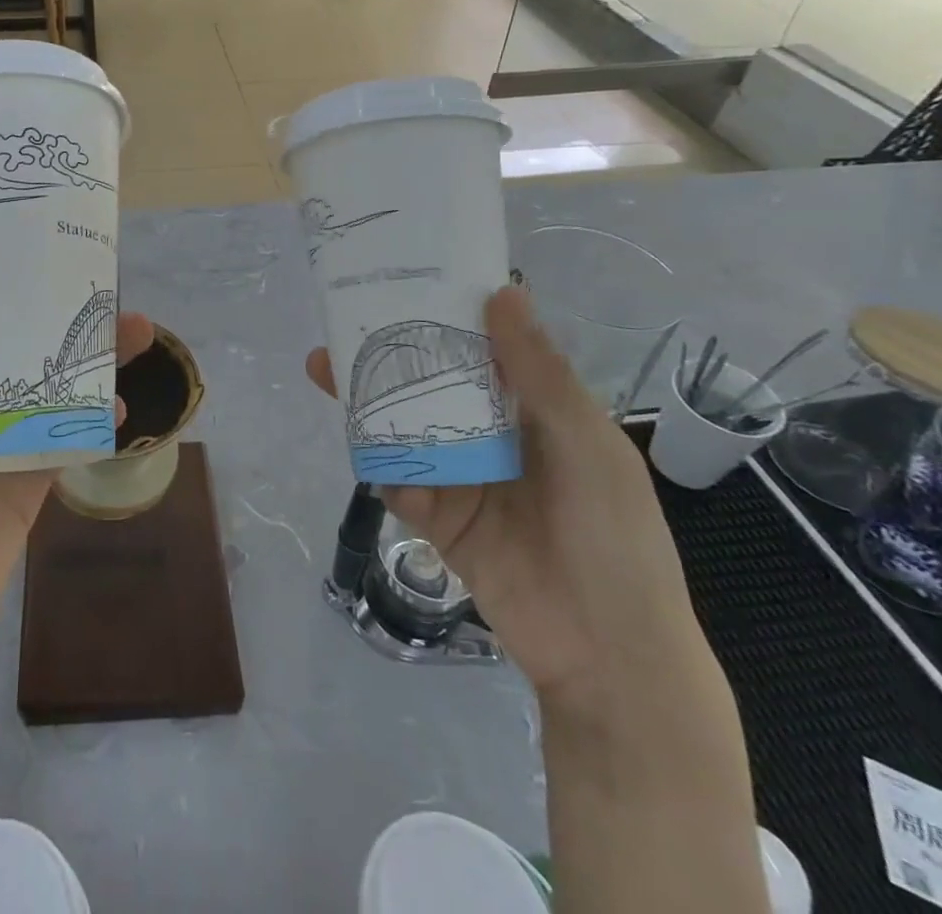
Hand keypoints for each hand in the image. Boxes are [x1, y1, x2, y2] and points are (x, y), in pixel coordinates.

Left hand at [0, 243, 154, 706]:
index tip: (21, 228)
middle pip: (6, 337)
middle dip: (46, 305)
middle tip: (93, 270)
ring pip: (45, 380)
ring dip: (86, 354)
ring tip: (133, 326)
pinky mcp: (27, 478)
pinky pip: (66, 435)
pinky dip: (94, 415)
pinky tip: (120, 399)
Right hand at [308, 286, 703, 712]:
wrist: (610, 656)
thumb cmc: (614, 537)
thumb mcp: (588, 445)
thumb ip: (541, 373)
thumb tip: (503, 291)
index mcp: (533, 410)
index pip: (479, 350)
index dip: (440, 317)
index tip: (398, 285)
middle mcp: (491, 436)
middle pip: (429, 385)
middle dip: (386, 358)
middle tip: (339, 331)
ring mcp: (460, 477)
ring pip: (404, 428)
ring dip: (369, 404)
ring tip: (327, 374)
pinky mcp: (436, 518)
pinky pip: (399, 481)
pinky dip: (387, 469)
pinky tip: (376, 459)